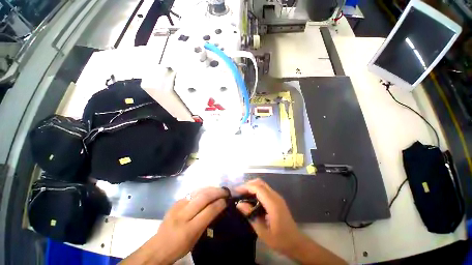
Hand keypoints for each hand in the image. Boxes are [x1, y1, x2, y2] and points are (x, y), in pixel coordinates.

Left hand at [121, 187, 227, 264]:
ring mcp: (178, 206)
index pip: (209, 211)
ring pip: (198, 191)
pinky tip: (208, 190)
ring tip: (219, 189)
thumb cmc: (179, 247)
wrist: (158, 246)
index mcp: (189, 229)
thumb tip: (218, 207)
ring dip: (211, 188)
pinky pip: (193, 192)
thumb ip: (207, 221)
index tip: (227, 200)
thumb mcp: (196, 239)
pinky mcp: (176, 201)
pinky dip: (203, 190)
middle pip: (204, 197)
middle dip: (217, 192)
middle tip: (226, 191)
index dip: (220, 203)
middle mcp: (183, 214)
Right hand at [235, 179, 305, 256]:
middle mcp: (275, 196)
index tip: (236, 191)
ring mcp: (277, 197)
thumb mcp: (262, 231)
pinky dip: (256, 190)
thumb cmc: (280, 239)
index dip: (246, 187)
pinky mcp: (277, 199)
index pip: (257, 188)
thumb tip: (239, 204)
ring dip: (252, 186)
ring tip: (243, 194)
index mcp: (272, 203)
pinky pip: (265, 189)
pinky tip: (252, 198)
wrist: (296, 242)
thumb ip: (251, 215)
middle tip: (239, 192)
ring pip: (262, 184)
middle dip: (248, 184)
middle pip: (260, 183)